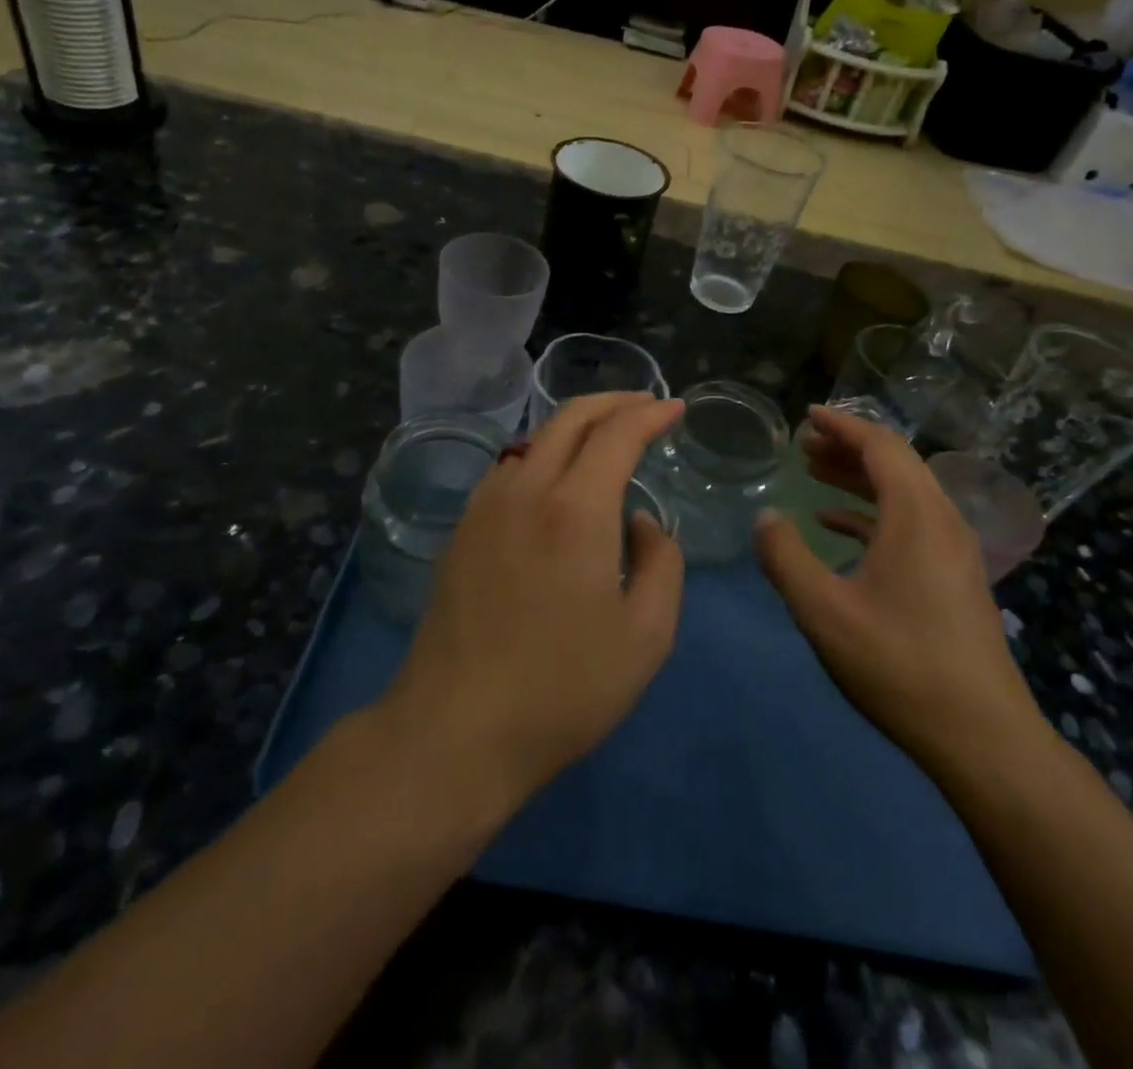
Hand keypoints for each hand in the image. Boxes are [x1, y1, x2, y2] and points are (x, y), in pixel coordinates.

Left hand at [383, 393, 685, 809]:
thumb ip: (661, 562)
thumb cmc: (563, 688)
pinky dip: (543, 453)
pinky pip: (509, 467)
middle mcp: (526, 490)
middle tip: (645, 405)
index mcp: (575, 509)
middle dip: (614, 402)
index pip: (618, 433)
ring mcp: (485, 507)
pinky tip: (554, 478)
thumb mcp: (647, 635)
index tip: (676, 408)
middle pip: (570, 417)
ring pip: (535, 438)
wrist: (456, 729)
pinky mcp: (461, 531)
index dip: (651, 413)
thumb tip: (639, 522)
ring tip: (605, 436)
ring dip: (576, 424)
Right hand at [754, 406, 1041, 768]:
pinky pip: (912, 523)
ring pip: (904, 492)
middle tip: (803, 445)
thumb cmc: (898, 664)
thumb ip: (786, 557)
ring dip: (859, 478)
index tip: (807, 415)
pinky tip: (838, 527)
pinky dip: (873, 513)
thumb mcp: (824, 611)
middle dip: (847, 447)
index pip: (880, 445)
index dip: (842, 425)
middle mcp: (942, 519)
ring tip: (814, 473)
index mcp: (916, 515)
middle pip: (895, 462)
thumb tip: (765, 516)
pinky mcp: (955, 576)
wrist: (981, 735)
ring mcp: (954, 549)